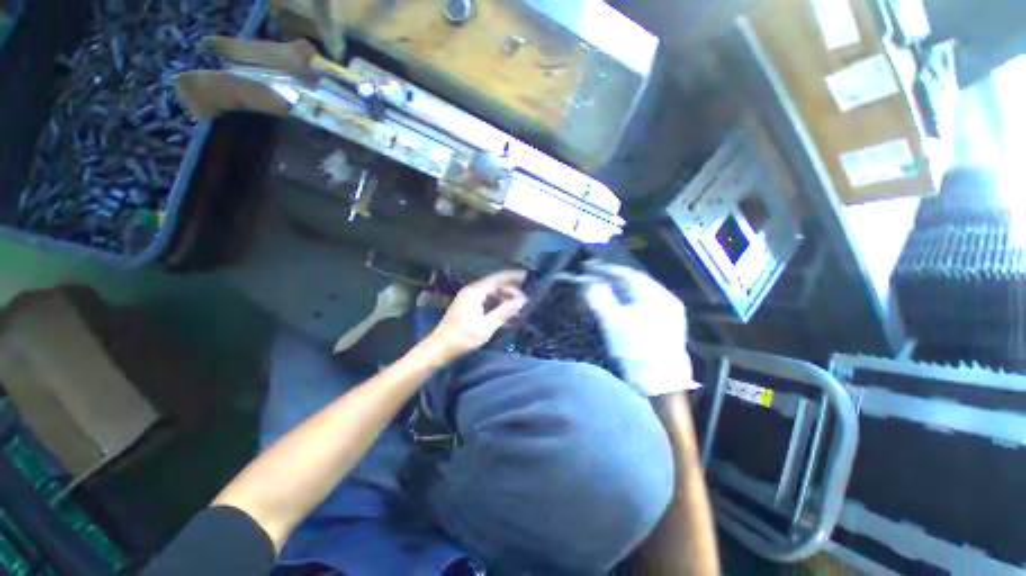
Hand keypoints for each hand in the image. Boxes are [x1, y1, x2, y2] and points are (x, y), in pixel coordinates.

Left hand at [428, 270, 527, 359]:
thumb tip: (521, 302)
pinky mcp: (469, 307)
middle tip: (525, 303)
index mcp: (475, 292)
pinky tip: (507, 317)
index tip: (528, 278)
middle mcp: (472, 291)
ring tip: (518, 311)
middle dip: (511, 292)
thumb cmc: (462, 337)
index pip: (498, 278)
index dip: (514, 277)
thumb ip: (504, 312)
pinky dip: (497, 307)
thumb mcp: (486, 327)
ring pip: (492, 295)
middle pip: (496, 286)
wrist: (439, 348)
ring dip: (505, 301)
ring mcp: (470, 299)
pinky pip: (487, 302)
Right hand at [579, 262, 697, 395]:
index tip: (586, 266)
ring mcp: (669, 310)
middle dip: (611, 277)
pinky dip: (629, 298)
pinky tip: (620, 303)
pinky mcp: (669, 322)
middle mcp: (665, 297)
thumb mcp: (612, 322)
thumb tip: (587, 281)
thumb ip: (599, 298)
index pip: (624, 274)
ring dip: (619, 287)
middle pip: (633, 280)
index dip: (603, 269)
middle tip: (592, 275)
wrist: (661, 384)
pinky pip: (645, 301)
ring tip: (603, 287)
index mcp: (654, 295)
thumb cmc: (635, 350)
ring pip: (639, 291)